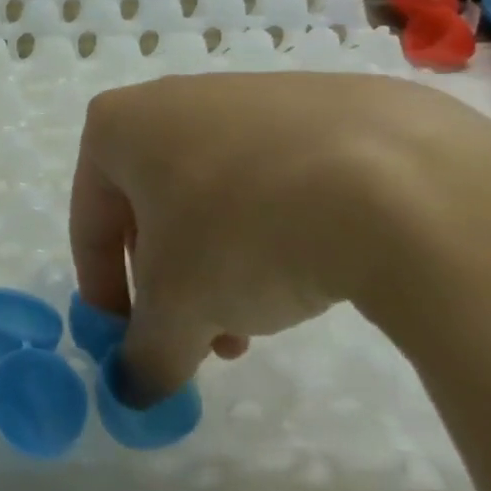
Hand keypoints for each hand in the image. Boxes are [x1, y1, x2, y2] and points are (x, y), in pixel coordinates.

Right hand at [69, 73, 490, 399]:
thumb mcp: (181, 308)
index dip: (103, 290)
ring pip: (214, 194)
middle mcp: (172, 100)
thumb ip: (146, 354)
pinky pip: (274, 176)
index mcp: (119, 126)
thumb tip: (135, 393)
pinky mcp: (320, 106)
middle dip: (172, 281)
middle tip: (202, 336)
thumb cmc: (245, 229)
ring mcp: (249, 96)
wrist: (402, 180)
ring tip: (263, 316)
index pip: (89, 219)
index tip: (129, 342)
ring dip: (222, 261)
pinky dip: (275, 227)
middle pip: (153, 207)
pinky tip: (315, 269)